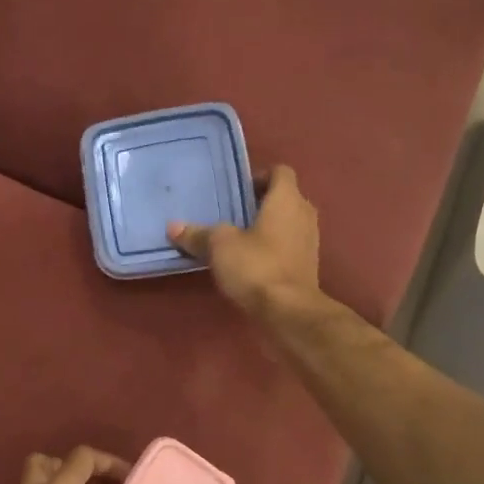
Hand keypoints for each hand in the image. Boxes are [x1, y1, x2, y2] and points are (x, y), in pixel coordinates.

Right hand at [168, 164, 319, 314]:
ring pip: (288, 223)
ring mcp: (310, 241)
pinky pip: (289, 246)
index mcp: (287, 199)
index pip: (280, 172)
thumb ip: (198, 234)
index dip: (259, 176)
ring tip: (239, 238)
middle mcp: (304, 214)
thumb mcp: (219, 246)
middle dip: (262, 203)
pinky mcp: (308, 266)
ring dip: (268, 227)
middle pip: (285, 198)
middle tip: (234, 213)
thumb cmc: (256, 266)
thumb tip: (173, 227)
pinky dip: (274, 248)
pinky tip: (251, 262)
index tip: (238, 191)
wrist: (288, 311)